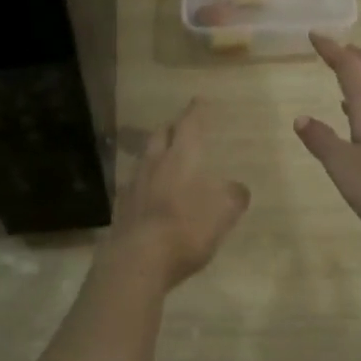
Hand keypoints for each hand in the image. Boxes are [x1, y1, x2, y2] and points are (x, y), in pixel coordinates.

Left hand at [108, 100, 250, 287]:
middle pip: (160, 135)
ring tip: (165, 158)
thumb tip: (237, 188)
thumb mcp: (223, 213)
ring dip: (156, 153)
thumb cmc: (185, 229)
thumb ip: (233, 196)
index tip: (198, 100)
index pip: (188, 125)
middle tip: (180, 126)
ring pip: (145, 158)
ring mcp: (134, 185)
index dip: (194, 112)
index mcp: (180, 158)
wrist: (138, 260)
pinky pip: (136, 184)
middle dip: (171, 127)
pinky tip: (151, 192)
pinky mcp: (123, 207)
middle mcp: (154, 164)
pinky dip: (146, 182)